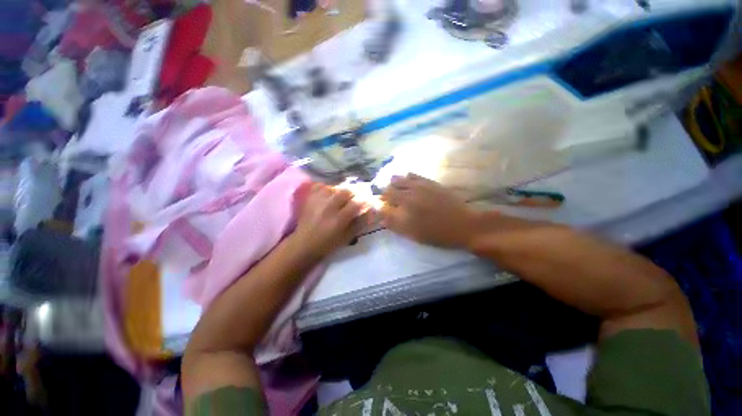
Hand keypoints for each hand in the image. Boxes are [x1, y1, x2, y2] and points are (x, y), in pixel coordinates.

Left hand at [293, 183, 366, 257]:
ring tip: (345, 195)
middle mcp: (328, 208)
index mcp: (338, 220)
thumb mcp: (347, 237)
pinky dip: (328, 187)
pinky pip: (320, 186)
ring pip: (334, 187)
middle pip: (346, 191)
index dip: (366, 199)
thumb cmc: (328, 244)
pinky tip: (331, 193)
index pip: (356, 203)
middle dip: (356, 191)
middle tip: (359, 194)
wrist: (304, 244)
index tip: (370, 199)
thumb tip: (371, 210)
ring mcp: (317, 202)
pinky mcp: (309, 199)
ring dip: (343, 189)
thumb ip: (360, 223)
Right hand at [381, 174, 479, 247]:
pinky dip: (405, 177)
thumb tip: (381, 218)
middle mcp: (407, 196)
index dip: (378, 205)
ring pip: (397, 179)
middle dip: (384, 194)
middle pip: (388, 190)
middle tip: (386, 199)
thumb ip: (395, 225)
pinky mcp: (428, 181)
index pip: (382, 205)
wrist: (463, 224)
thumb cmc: (437, 234)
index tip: (379, 208)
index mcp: (403, 210)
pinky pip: (412, 175)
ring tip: (394, 188)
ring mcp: (418, 186)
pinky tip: (405, 179)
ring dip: (392, 184)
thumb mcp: (414, 235)